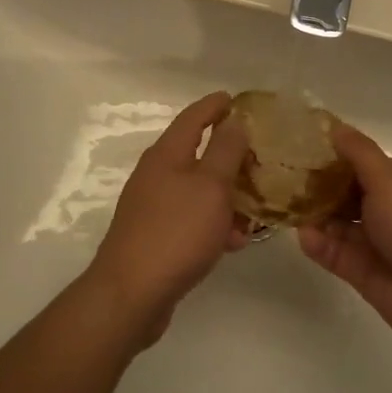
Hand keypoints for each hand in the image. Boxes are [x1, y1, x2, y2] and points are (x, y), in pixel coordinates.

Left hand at [86, 91, 250, 342]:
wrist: (131, 294)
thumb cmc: (176, 232)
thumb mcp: (210, 186)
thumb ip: (225, 151)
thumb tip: (233, 121)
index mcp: (167, 154)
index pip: (193, 117)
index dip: (214, 105)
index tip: (236, 98)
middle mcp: (156, 174)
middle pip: (196, 153)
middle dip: (229, 153)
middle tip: (259, 155)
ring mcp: (153, 206)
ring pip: (198, 189)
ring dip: (227, 193)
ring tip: (257, 205)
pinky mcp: (156, 235)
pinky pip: (192, 218)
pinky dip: (214, 222)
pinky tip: (235, 241)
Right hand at [297, 124, 391, 351]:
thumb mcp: (387, 178)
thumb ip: (358, 152)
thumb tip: (336, 126)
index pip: (368, 163)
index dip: (338, 158)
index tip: (305, 152)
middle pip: (351, 193)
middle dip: (321, 188)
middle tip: (286, 180)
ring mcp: (382, 241)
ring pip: (341, 224)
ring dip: (317, 216)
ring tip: (286, 208)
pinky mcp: (367, 271)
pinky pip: (338, 252)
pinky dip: (321, 244)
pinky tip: (303, 236)